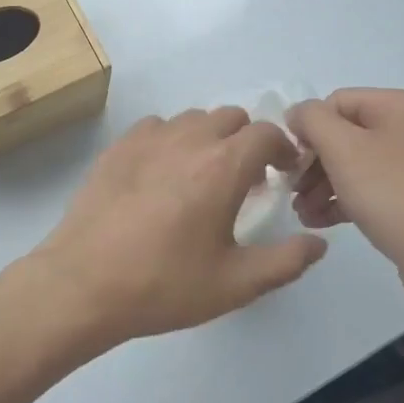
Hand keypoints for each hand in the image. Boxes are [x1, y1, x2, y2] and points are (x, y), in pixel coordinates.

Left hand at [23, 108, 326, 353]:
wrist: (84, 284)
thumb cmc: (164, 285)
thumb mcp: (235, 284)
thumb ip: (285, 261)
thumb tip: (319, 244)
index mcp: (223, 166)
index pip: (266, 133)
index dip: (283, 148)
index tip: (283, 174)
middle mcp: (188, 139)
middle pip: (231, 117)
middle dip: (248, 141)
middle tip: (246, 179)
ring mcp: (148, 139)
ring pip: (193, 119)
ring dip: (210, 138)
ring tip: (204, 176)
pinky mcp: (118, 147)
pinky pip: (157, 127)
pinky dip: (172, 140)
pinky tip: (163, 175)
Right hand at [287, 88, 403, 313]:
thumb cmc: (392, 194)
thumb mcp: (342, 148)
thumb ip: (312, 119)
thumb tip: (298, 114)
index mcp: (399, 106)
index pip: (336, 102)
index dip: (308, 129)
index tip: (291, 163)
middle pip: (345, 134)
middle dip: (313, 163)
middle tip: (292, 191)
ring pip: (354, 164)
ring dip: (322, 185)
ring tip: (302, 212)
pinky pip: (370, 188)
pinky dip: (343, 200)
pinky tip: (319, 221)